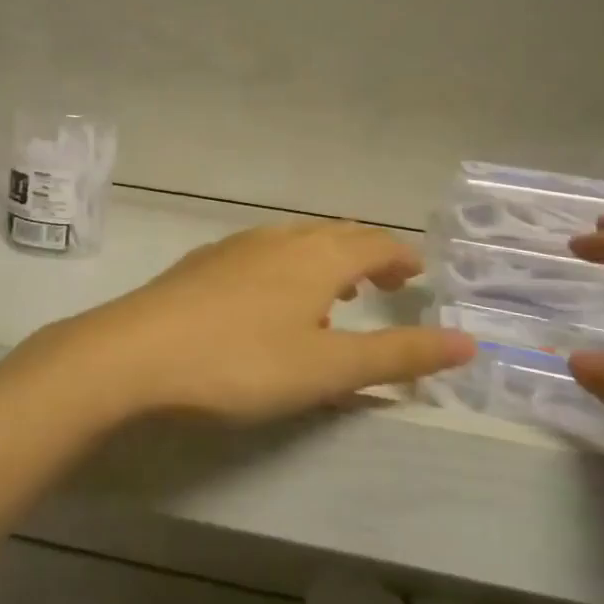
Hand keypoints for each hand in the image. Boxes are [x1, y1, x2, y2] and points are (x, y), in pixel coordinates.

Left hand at [37, 222, 474, 423]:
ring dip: (325, 260)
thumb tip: (469, 342)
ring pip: (294, 242)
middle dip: (367, 255)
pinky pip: (261, 255)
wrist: (134, 353)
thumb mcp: (328, 368)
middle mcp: (278, 239)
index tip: (418, 274)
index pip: (374, 242)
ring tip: (335, 292)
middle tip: (387, 283)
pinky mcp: (201, 265)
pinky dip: (286, 269)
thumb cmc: (241, 362)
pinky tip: (270, 302)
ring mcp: (234, 248)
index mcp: (316, 257)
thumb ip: (398, 356)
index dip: (401, 256)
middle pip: (334, 235)